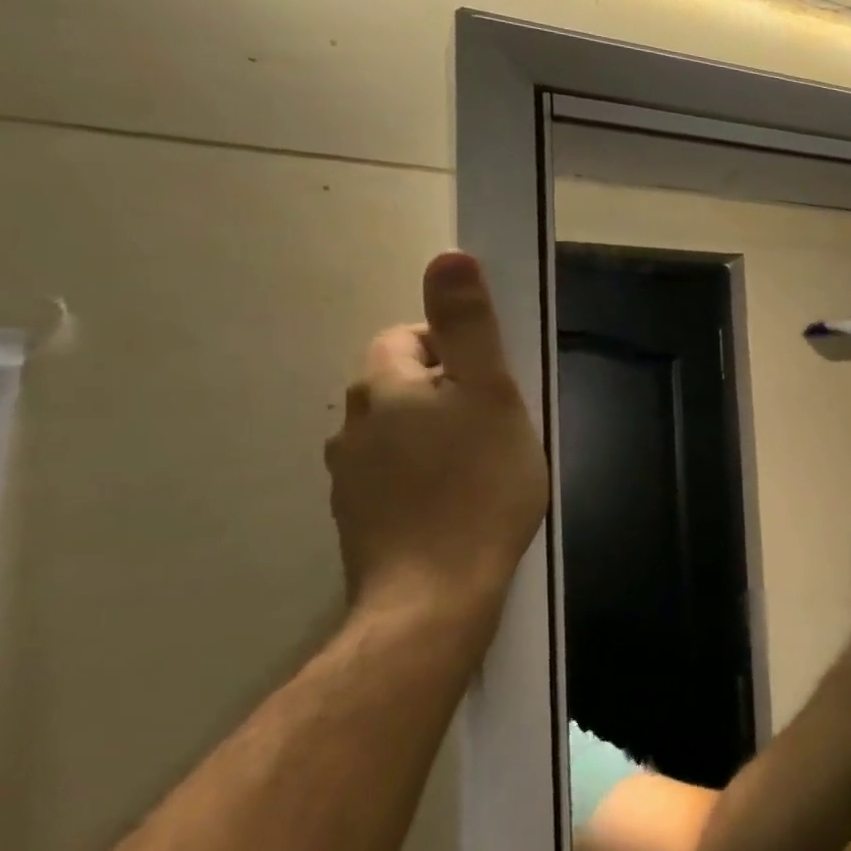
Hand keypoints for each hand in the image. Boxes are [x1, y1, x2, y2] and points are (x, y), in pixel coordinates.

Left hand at [325, 253, 549, 633]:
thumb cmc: (478, 486)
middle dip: (449, 394)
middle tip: (499, 426)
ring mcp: (350, 477)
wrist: (436, 595)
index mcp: (385, 387)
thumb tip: (449, 255)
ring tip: (483, 468)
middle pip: (404, 385)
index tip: (496, 384)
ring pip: (400, 433)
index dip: (458, 350)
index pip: (410, 337)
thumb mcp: (490, 394)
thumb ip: (470, 325)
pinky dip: (424, 478)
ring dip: (436, 436)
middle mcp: (354, 425)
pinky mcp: (359, 519)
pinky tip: (458, 504)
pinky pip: (395, 476)